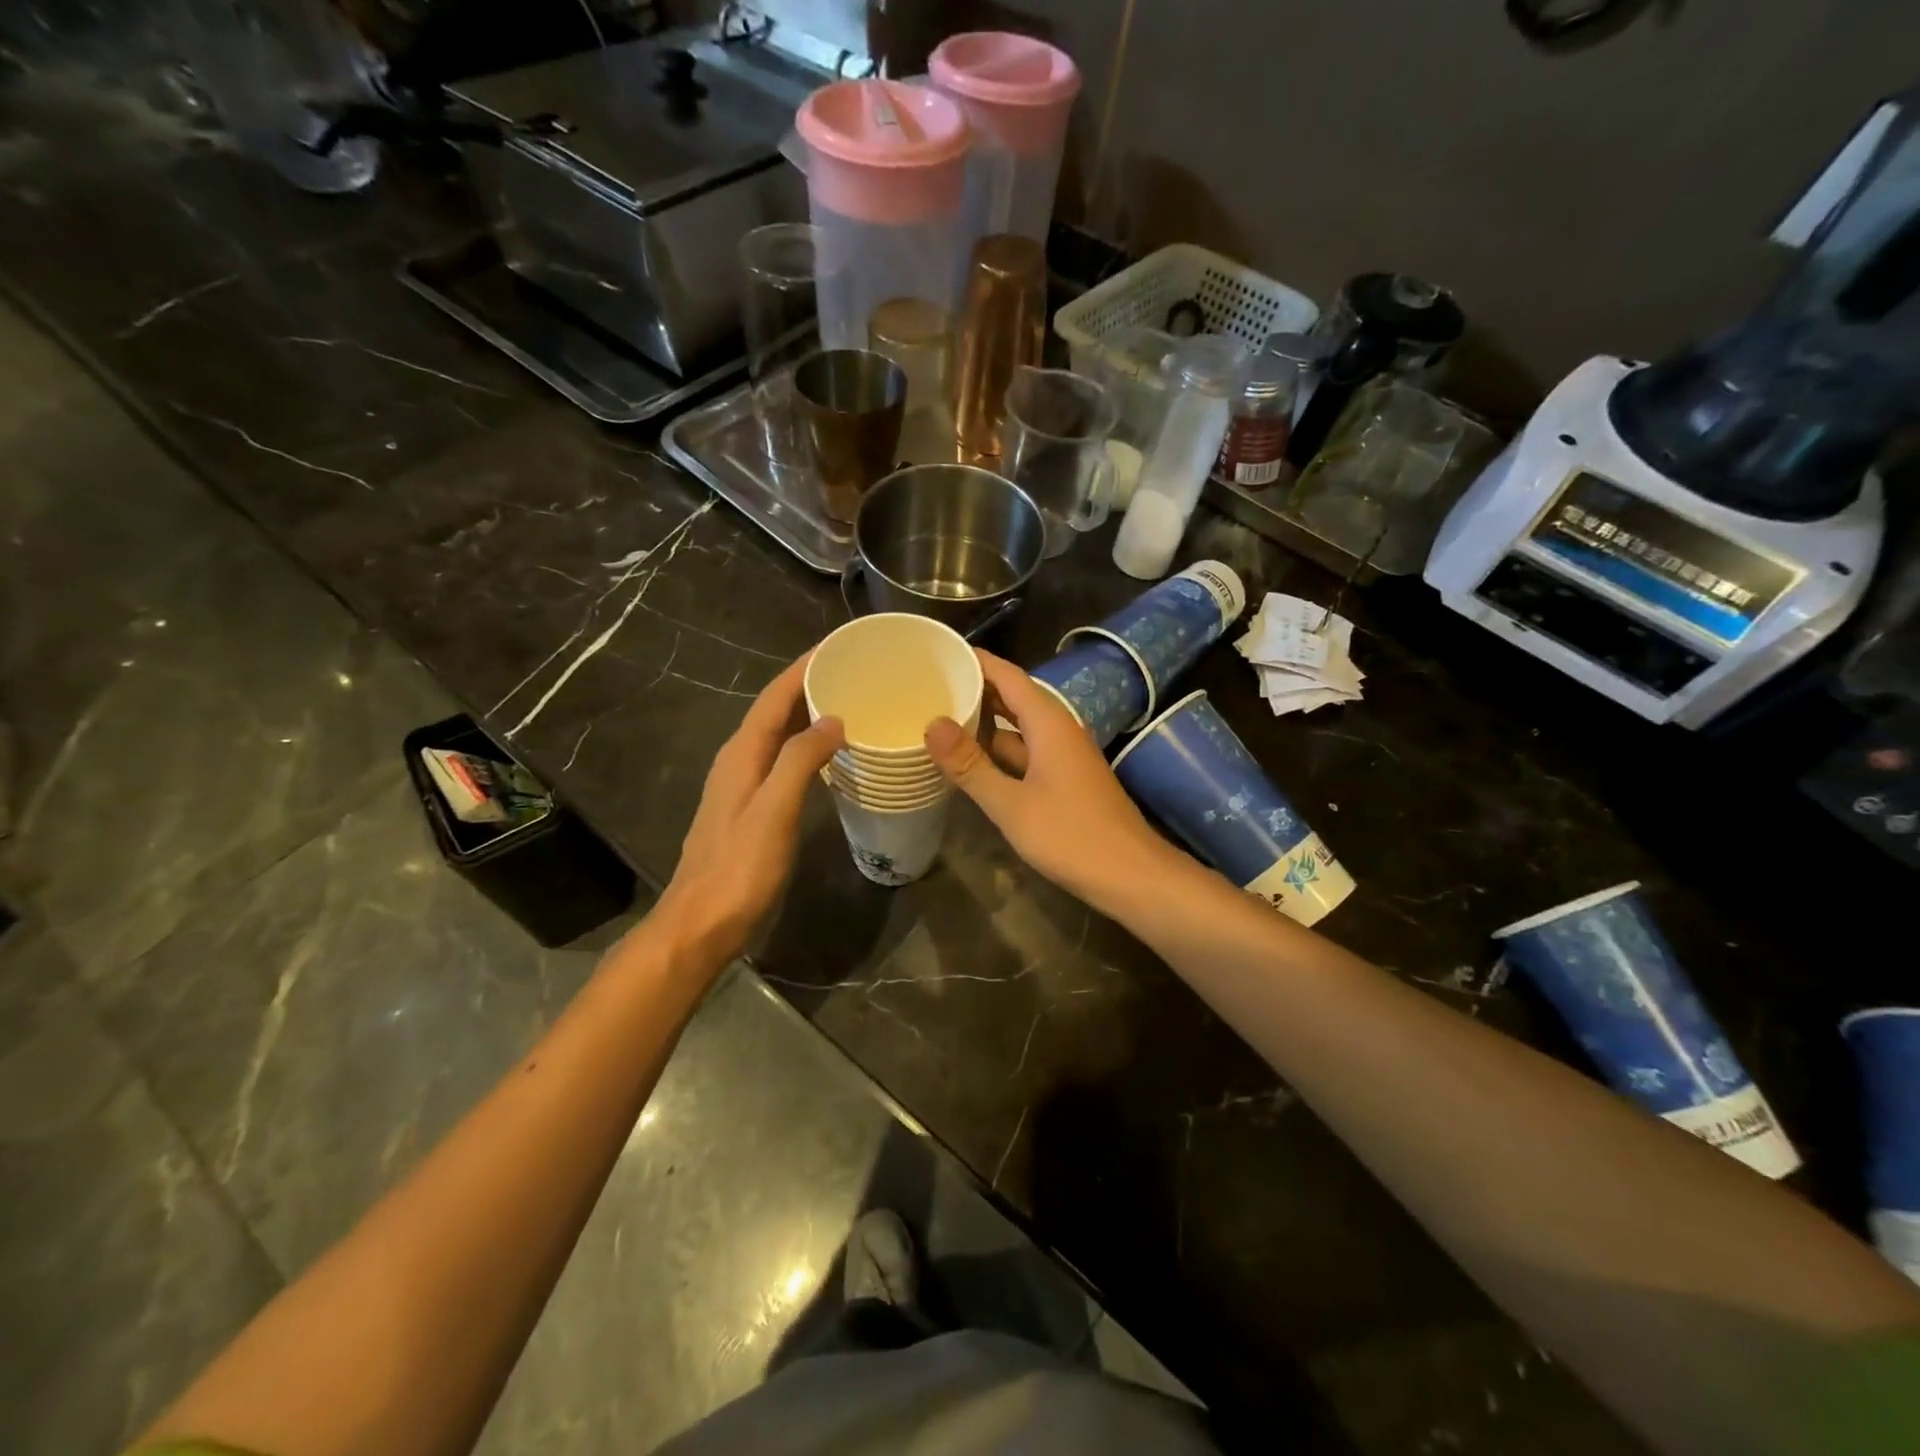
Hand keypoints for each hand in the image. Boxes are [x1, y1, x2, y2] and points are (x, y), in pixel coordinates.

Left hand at [655, 654, 843, 969]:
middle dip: (811, 685)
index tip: (839, 645)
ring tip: (851, 703)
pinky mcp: (751, 807)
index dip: (804, 667)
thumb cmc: (740, 868)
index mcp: (742, 753)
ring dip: (809, 714)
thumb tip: (833, 719)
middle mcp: (739, 759)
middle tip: (856, 672)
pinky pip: (783, 759)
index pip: (775, 696)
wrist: (702, 922)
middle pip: (776, 710)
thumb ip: (802, 760)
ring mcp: (742, 784)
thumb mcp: (774, 810)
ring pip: (780, 735)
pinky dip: (807, 746)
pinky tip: (831, 755)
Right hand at [924, 650, 1169, 910]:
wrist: (1132, 875)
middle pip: (1013, 698)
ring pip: (1019, 729)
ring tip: (942, 720)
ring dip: (985, 724)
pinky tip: (974, 764)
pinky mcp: (1066, 780)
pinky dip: (999, 752)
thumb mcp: (1012, 804)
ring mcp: (1064, 756)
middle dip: (975, 691)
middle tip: (930, 687)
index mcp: (1048, 722)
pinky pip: (1027, 753)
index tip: (939, 653)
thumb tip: (932, 724)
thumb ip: (971, 765)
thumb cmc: (1071, 836)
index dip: (976, 661)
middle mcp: (1059, 730)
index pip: (1007, 675)